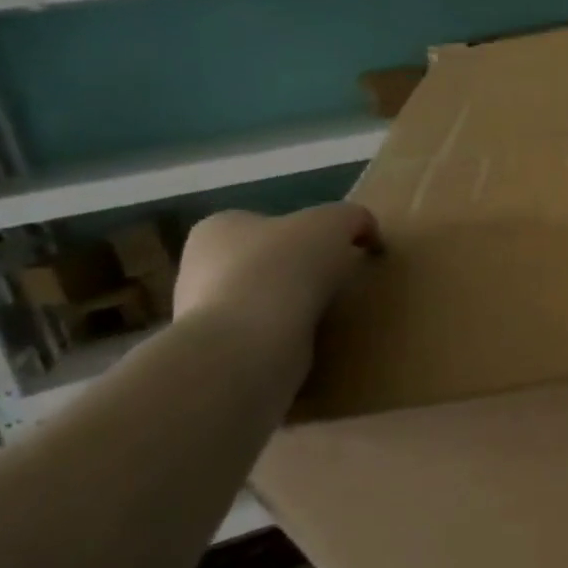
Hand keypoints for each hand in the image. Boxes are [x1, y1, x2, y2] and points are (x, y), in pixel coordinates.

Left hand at [173, 204, 379, 363]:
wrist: (249, 343)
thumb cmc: (284, 267)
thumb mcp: (335, 221)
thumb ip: (354, 218)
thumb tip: (367, 235)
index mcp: (219, 227)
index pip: (270, 223)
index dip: (309, 234)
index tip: (339, 251)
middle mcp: (201, 265)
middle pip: (267, 261)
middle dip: (300, 271)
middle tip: (338, 283)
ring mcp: (206, 311)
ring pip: (265, 299)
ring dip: (295, 305)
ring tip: (327, 315)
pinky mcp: (220, 350)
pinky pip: (265, 334)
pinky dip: (289, 335)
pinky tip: (309, 338)